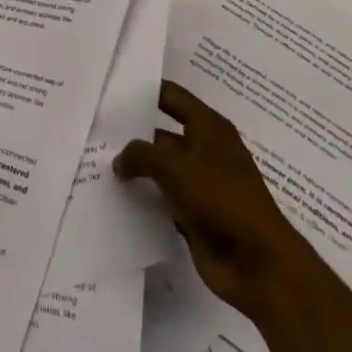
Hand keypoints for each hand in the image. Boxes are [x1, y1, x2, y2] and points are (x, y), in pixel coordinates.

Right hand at [114, 81, 304, 320]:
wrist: (257, 262)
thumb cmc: (221, 198)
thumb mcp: (176, 167)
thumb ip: (141, 155)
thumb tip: (120, 159)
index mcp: (209, 127)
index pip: (171, 96)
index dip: (144, 91)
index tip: (111, 90)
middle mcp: (205, 149)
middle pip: (162, 133)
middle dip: (132, 133)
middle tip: (94, 130)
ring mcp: (200, 183)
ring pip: (160, 168)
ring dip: (136, 169)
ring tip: (96, 163)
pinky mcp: (194, 213)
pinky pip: (162, 198)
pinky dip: (143, 197)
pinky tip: (114, 196)